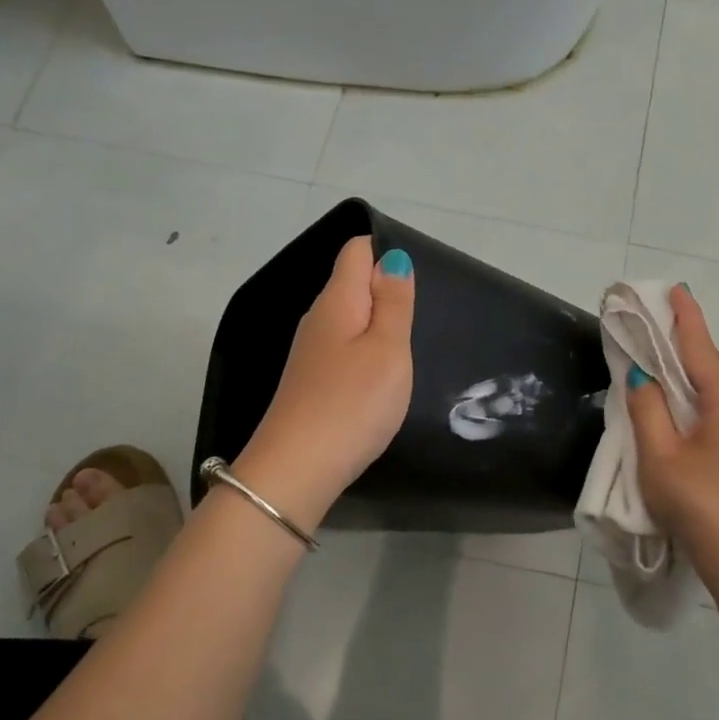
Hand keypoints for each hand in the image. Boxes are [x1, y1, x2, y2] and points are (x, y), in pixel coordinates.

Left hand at [237, 236, 414, 525]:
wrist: (298, 469)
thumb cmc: (353, 403)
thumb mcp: (388, 349)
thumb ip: (393, 302)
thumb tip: (391, 257)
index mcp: (337, 301)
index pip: (356, 250)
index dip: (386, 252)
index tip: (416, 284)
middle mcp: (318, 318)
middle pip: (352, 283)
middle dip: (386, 290)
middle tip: (421, 318)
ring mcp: (311, 352)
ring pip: (349, 318)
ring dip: (377, 325)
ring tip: (407, 348)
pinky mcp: (311, 380)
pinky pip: (344, 347)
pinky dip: (365, 351)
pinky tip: (380, 377)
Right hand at [626, 285, 718, 565]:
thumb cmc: (697, 499)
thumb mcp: (660, 453)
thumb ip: (647, 410)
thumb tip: (642, 377)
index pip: (701, 349)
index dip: (687, 318)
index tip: (676, 289)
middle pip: (709, 367)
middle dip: (685, 341)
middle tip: (659, 317)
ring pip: (712, 392)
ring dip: (687, 371)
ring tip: (661, 354)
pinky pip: (712, 412)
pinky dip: (691, 397)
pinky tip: (676, 403)